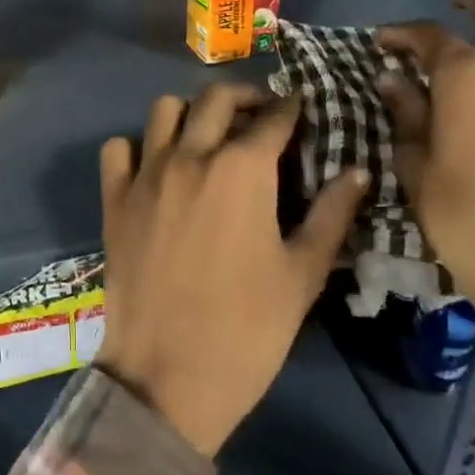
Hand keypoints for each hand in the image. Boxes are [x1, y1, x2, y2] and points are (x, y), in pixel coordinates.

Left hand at [97, 83, 368, 457]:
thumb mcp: (302, 274)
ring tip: (208, 135)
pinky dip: (138, 146)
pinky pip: (119, 149)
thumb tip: (359, 171)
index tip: (302, 107)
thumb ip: (332, 215)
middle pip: (216, 99)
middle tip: (262, 115)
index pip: (274, 118)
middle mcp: (190, 156)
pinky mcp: (114, 198)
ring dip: (191, 112)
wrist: (167, 377)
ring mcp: (146, 174)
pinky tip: (156, 166)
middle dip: (245, 96)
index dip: (292, 108)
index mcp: (242, 170)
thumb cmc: (247, 329)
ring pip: (164, 110)